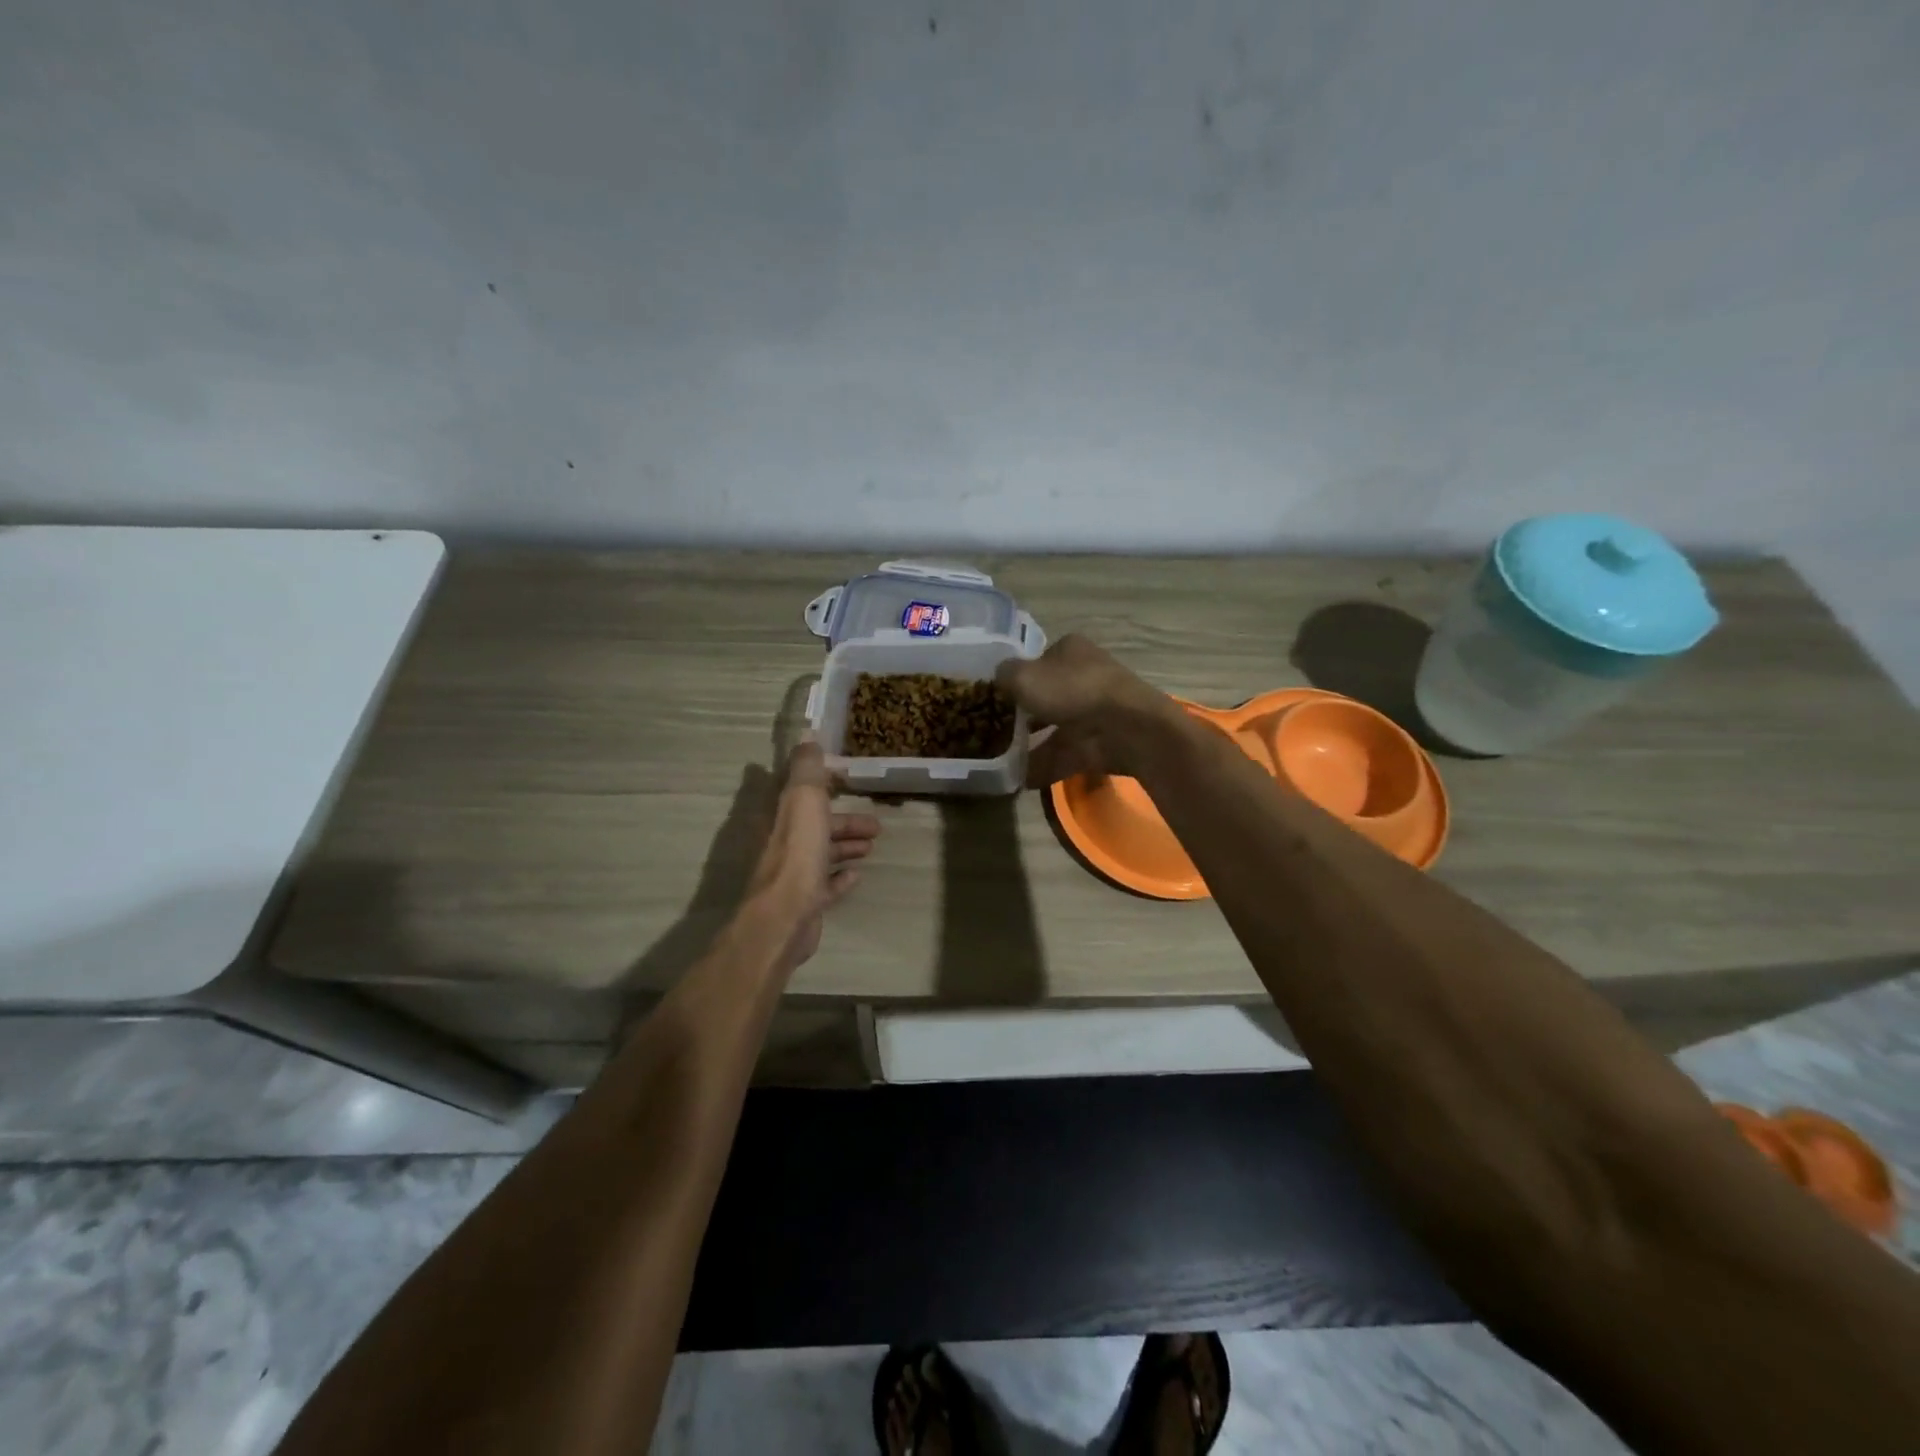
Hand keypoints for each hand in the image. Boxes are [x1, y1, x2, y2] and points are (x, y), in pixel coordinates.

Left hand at [746, 740, 881, 967]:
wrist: (785, 916)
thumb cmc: (797, 853)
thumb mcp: (804, 800)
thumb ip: (807, 768)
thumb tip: (807, 735)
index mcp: (780, 816)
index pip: (799, 791)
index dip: (822, 784)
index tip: (848, 780)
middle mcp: (782, 842)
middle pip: (815, 825)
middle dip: (845, 820)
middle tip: (876, 824)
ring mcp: (792, 874)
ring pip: (822, 852)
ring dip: (846, 845)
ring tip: (872, 846)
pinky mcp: (804, 901)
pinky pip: (825, 884)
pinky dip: (841, 877)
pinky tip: (857, 874)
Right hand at [996, 634, 1177, 787]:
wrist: (1124, 728)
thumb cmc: (1071, 690)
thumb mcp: (1024, 676)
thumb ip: (1004, 676)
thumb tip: (998, 678)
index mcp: (1070, 650)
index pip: (1038, 660)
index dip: (1016, 677)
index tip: (994, 696)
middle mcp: (1084, 676)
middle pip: (1046, 695)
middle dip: (1023, 714)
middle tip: (991, 729)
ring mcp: (1094, 712)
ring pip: (1055, 727)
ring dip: (1030, 744)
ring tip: (999, 760)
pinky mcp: (1099, 743)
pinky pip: (1064, 755)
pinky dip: (1043, 766)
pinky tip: (1018, 779)